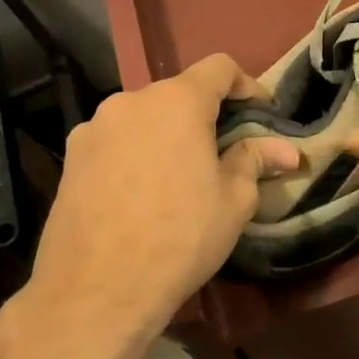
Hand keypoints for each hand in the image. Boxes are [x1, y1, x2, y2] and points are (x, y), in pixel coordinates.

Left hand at [16, 54, 298, 350]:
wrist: (96, 291)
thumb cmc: (180, 237)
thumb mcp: (234, 200)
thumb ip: (255, 160)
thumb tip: (288, 150)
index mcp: (177, 102)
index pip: (219, 67)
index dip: (247, 85)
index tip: (261, 113)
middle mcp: (131, 102)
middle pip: (179, 92)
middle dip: (207, 115)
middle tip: (226, 151)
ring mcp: (94, 128)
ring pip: (145, 117)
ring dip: (169, 134)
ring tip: (182, 176)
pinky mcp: (71, 158)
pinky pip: (117, 141)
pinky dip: (138, 152)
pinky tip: (143, 193)